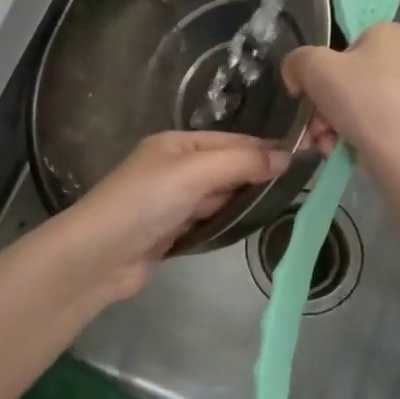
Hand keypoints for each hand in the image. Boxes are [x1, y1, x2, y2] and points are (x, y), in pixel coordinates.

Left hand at [44, 130, 289, 304]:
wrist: (97, 257)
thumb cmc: (146, 202)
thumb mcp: (195, 173)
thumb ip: (240, 163)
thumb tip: (286, 157)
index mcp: (176, 145)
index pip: (229, 141)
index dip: (262, 149)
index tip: (302, 159)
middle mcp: (173, 168)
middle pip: (224, 167)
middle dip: (254, 175)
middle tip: (297, 187)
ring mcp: (170, 201)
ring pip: (216, 196)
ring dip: (240, 200)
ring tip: (279, 206)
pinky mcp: (169, 231)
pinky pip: (206, 221)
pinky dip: (223, 222)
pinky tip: (245, 227)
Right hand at [282, 23, 399, 159]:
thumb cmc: (362, 95)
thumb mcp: (313, 66)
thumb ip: (296, 62)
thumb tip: (296, 76)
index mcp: (392, 34)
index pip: (353, 41)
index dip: (327, 63)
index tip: (312, 86)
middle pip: (351, 79)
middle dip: (324, 104)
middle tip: (313, 123)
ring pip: (360, 106)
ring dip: (332, 124)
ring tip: (323, 143)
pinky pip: (377, 127)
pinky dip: (354, 138)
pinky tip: (339, 152)